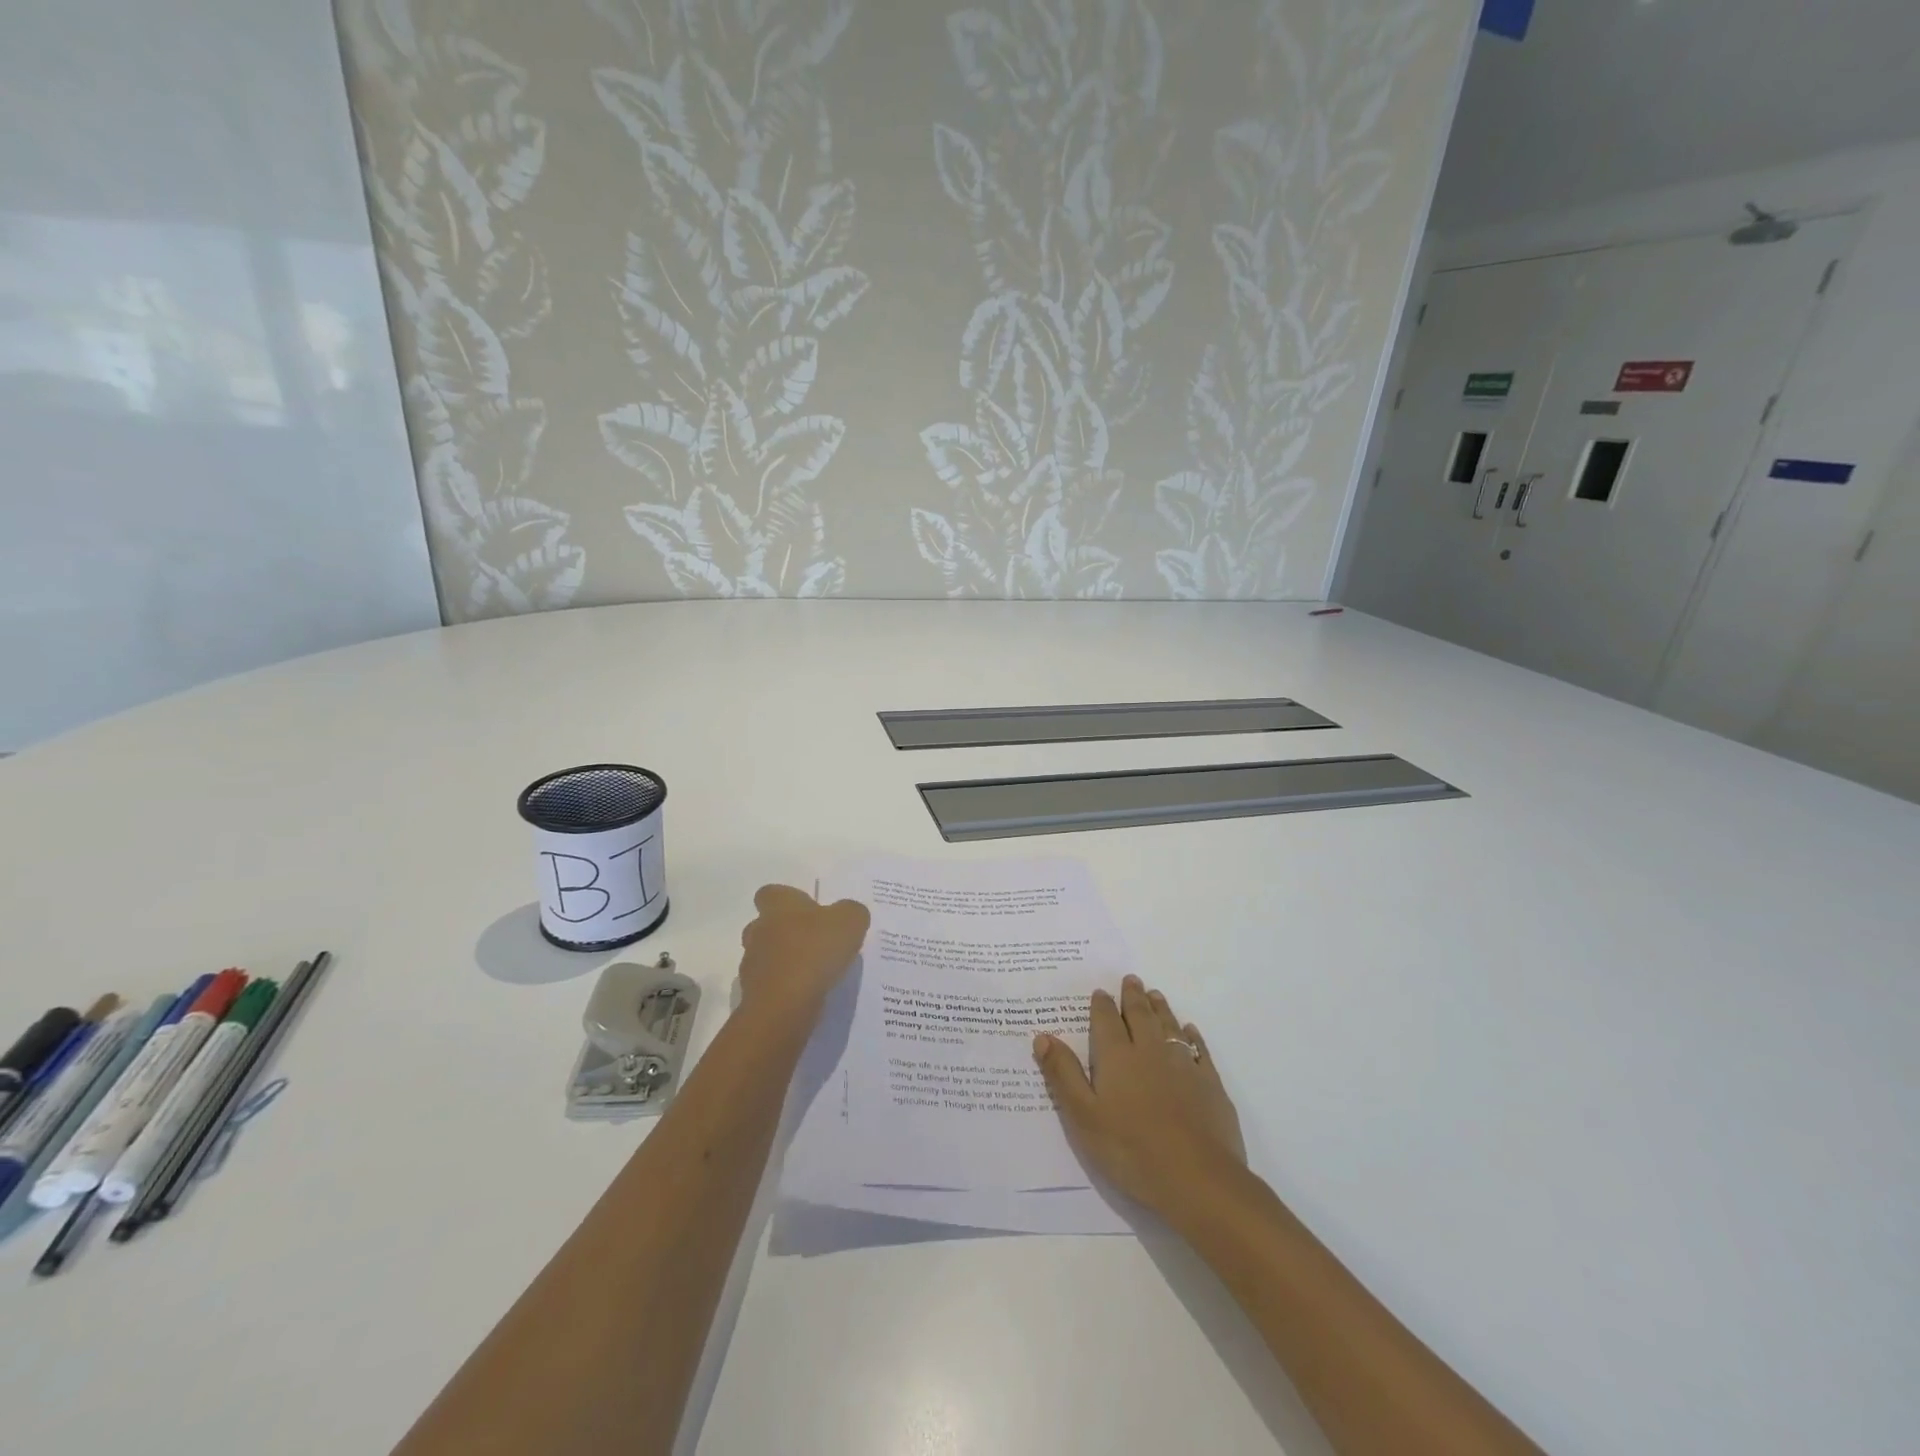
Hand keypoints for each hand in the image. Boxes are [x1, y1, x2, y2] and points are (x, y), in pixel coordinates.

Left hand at [737, 885, 869, 1019]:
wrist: (784, 1006)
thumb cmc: (815, 951)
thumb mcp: (850, 921)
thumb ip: (851, 912)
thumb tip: (847, 913)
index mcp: (778, 906)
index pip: (771, 893)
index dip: (788, 900)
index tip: (809, 911)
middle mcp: (758, 930)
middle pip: (767, 925)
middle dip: (787, 932)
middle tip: (816, 942)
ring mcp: (751, 964)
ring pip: (767, 956)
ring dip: (786, 961)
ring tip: (815, 973)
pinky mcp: (753, 994)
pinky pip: (770, 985)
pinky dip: (785, 988)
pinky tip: (807, 995)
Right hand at [1033, 974, 1244, 1218]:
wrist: (1198, 1178)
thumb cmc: (1131, 1149)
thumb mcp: (1084, 1116)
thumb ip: (1063, 1074)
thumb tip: (1043, 1036)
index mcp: (1117, 1057)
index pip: (1106, 1021)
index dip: (1101, 1005)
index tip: (1100, 991)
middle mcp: (1150, 1051)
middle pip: (1140, 1015)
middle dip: (1132, 996)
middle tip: (1131, 979)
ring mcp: (1183, 1065)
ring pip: (1169, 1026)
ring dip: (1160, 1008)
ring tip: (1155, 994)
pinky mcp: (1210, 1084)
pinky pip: (1199, 1049)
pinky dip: (1191, 1035)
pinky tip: (1189, 1031)